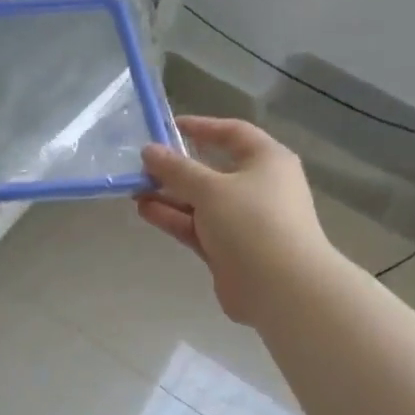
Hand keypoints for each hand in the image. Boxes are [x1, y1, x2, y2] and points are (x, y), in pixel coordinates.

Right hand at [137, 116, 330, 324]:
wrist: (281, 287)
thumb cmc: (252, 222)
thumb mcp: (210, 188)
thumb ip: (176, 169)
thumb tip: (149, 151)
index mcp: (266, 161)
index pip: (232, 133)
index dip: (201, 127)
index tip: (167, 127)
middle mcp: (257, 187)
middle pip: (212, 170)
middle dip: (176, 168)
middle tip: (141, 166)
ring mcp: (243, 221)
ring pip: (200, 202)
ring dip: (169, 195)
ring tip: (134, 190)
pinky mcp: (228, 249)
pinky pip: (197, 227)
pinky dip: (174, 218)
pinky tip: (145, 211)